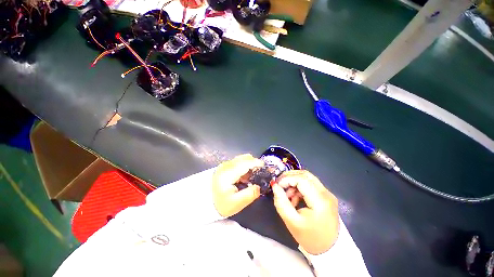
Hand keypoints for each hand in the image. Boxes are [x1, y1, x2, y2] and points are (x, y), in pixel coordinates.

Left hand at [212, 154, 263, 216]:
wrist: (206, 202)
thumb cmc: (221, 204)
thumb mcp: (237, 203)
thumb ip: (250, 194)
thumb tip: (259, 187)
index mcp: (228, 174)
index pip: (244, 164)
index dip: (255, 163)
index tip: (264, 165)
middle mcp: (226, 166)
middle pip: (244, 158)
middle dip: (254, 163)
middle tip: (260, 172)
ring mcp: (225, 165)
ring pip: (241, 159)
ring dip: (249, 164)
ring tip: (252, 175)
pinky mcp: (225, 166)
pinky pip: (238, 161)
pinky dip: (244, 165)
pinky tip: (245, 176)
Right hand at [272, 170, 339, 254]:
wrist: (329, 249)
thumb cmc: (310, 238)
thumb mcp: (291, 221)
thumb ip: (281, 202)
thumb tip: (274, 186)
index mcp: (320, 201)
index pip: (301, 179)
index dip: (286, 179)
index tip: (277, 185)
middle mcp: (326, 193)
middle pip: (305, 175)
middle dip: (289, 177)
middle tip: (279, 185)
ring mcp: (327, 193)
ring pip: (307, 177)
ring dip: (294, 182)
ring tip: (287, 195)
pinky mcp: (326, 195)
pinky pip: (310, 184)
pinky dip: (299, 186)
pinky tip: (294, 197)